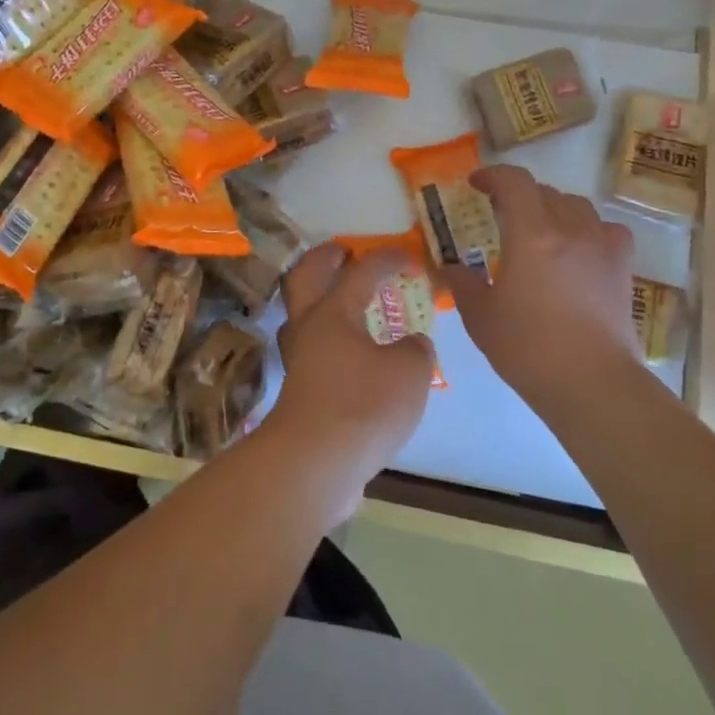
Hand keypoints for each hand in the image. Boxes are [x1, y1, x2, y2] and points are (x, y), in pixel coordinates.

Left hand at [264, 244, 435, 523]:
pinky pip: (312, 349)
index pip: (361, 272)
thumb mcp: (409, 372)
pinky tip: (350, 353)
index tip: (406, 255)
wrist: (315, 462)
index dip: (386, 259)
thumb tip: (412, 344)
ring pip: (302, 315)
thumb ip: (416, 350)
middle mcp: (308, 328)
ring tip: (344, 300)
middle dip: (324, 260)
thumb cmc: (363, 405)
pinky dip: (328, 339)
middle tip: (343, 251)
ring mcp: (298, 360)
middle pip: (306, 278)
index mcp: (333, 312)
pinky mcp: (299, 391)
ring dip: (319, 299)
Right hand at [440, 165, 639, 413]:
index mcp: (531, 234)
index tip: (476, 185)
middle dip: (518, 196)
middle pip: (544, 191)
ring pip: (576, 206)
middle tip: (500, 216)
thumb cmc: (528, 348)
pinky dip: (588, 229)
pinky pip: (606, 230)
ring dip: (552, 209)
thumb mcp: (480, 316)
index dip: (493, 175)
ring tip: (538, 231)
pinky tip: (578, 249)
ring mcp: (601, 246)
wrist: (592, 383)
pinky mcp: (622, 267)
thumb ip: (462, 282)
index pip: (514, 182)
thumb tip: (451, 266)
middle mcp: (569, 229)